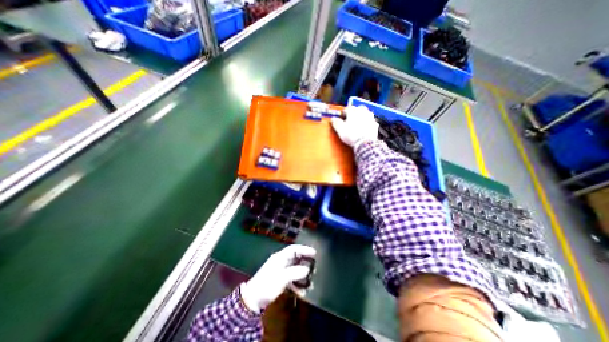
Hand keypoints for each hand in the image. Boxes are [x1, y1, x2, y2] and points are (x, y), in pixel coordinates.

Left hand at [239, 246, 313, 312]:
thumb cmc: (267, 285)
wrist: (252, 300)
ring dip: (302, 275)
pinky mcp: (279, 280)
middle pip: (295, 259)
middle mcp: (281, 262)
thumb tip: (307, 269)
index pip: (294, 249)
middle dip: (305, 263)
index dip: (304, 249)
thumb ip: (295, 272)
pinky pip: (291, 279)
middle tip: (313, 268)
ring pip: (294, 270)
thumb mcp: (281, 278)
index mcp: (280, 257)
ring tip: (310, 281)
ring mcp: (280, 271)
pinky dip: (296, 284)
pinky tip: (301, 292)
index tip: (314, 253)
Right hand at [331, 104, 378, 146]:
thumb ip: (336, 122)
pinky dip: (367, 123)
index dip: (343, 114)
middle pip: (358, 108)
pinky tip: (363, 129)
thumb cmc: (352, 135)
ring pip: (365, 113)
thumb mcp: (340, 129)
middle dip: (354, 113)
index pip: (347, 109)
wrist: (364, 143)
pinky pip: (370, 121)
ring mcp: (370, 117)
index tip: (341, 118)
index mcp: (353, 111)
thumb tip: (333, 119)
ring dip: (361, 116)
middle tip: (350, 120)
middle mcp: (363, 111)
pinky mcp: (374, 124)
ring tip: (357, 124)